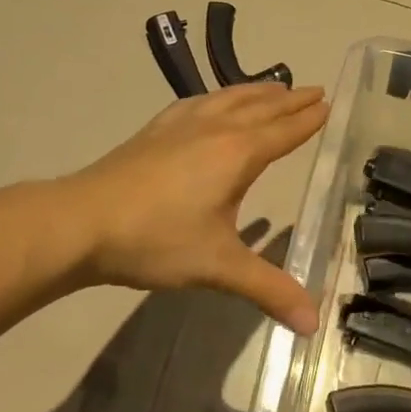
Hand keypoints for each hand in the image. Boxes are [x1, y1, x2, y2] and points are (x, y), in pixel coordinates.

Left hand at [61, 83, 327, 333]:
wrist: (82, 221)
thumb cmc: (156, 239)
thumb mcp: (218, 267)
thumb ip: (268, 289)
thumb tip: (313, 324)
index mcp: (237, 154)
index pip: (283, 132)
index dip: (307, 120)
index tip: (327, 104)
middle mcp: (215, 129)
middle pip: (261, 108)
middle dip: (290, 101)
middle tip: (314, 90)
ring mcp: (181, 125)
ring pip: (229, 99)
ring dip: (257, 92)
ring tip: (274, 87)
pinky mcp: (155, 130)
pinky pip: (199, 102)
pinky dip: (218, 96)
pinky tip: (212, 101)